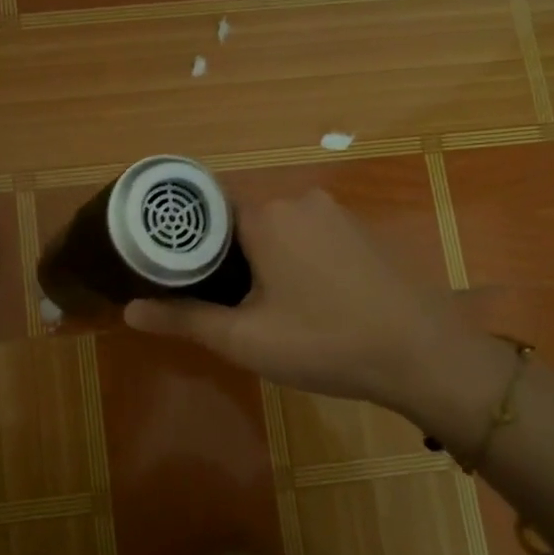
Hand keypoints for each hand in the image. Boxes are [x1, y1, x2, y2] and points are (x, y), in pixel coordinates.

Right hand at [124, 189, 497, 423]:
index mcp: (265, 215)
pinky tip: (297, 294)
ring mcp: (334, 211)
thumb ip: (184, 319)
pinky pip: (306, 232)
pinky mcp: (359, 229)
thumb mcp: (245, 338)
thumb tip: (130, 310)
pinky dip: (289, 254)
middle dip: (220, 250)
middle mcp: (298, 199)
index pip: (204, 207)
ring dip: (256, 254)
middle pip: (238, 216)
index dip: (183, 237)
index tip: (169, 266)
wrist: (424, 355)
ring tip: (247, 298)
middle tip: (208, 294)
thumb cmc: (325, 342)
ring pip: (274, 224)